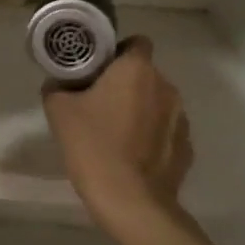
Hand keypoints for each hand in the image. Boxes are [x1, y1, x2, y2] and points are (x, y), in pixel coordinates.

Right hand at [43, 37, 191, 224]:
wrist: (130, 202)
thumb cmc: (93, 146)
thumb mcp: (58, 111)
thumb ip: (57, 88)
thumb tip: (59, 84)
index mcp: (137, 70)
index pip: (136, 42)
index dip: (117, 51)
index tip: (97, 69)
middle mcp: (166, 87)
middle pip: (145, 74)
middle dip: (125, 83)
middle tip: (99, 103)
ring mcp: (181, 119)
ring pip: (157, 102)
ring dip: (140, 109)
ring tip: (116, 133)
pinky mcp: (186, 147)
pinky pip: (165, 131)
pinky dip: (151, 136)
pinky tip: (132, 155)